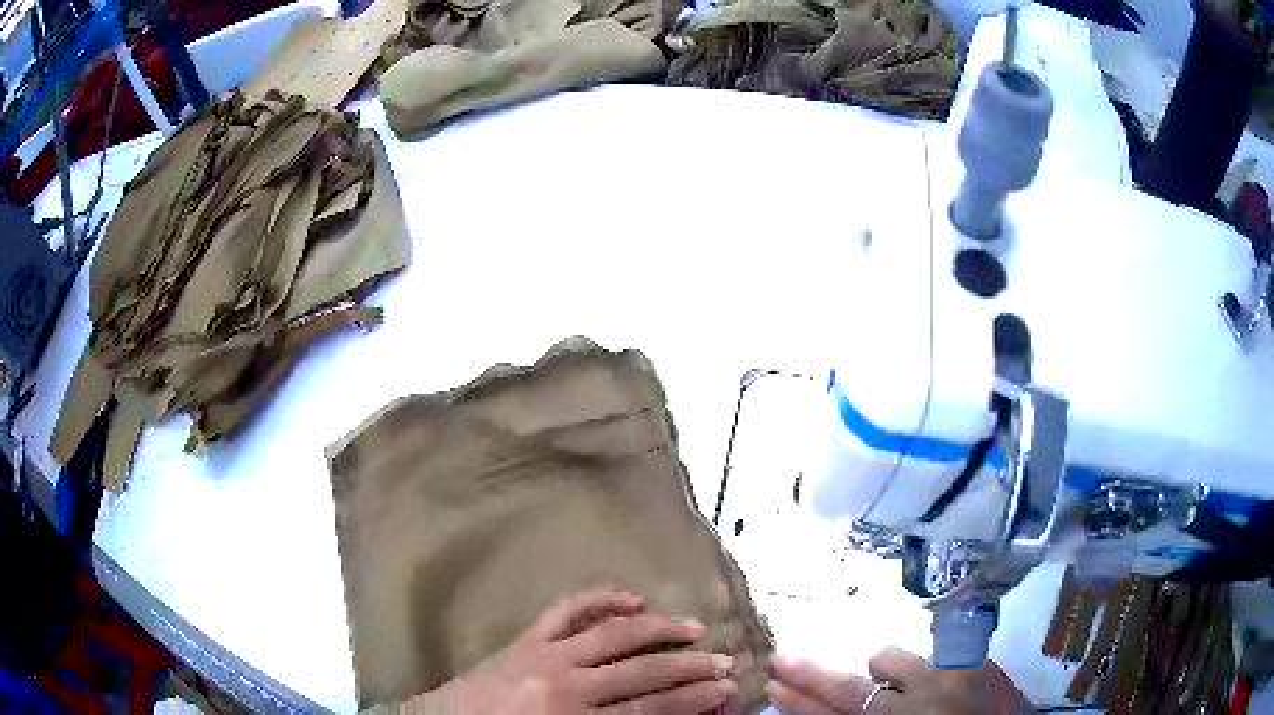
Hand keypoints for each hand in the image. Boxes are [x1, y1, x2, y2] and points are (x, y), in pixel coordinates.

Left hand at [401, 586, 735, 713]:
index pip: (648, 708)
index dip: (692, 699)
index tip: (726, 691)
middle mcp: (563, 680)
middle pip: (640, 670)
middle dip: (688, 667)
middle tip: (724, 662)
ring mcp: (543, 652)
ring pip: (613, 632)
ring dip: (659, 629)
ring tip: (695, 627)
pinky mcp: (525, 637)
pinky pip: (567, 610)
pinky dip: (601, 599)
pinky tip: (631, 598)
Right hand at [766, 648, 1031, 714]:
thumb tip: (845, 709)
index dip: (800, 706)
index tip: (772, 687)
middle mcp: (913, 710)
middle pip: (850, 691)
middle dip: (811, 677)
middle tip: (779, 659)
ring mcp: (946, 683)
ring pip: (890, 661)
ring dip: (878, 667)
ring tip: (883, 674)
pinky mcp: (974, 664)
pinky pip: (930, 653)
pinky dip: (915, 663)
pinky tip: (920, 672)